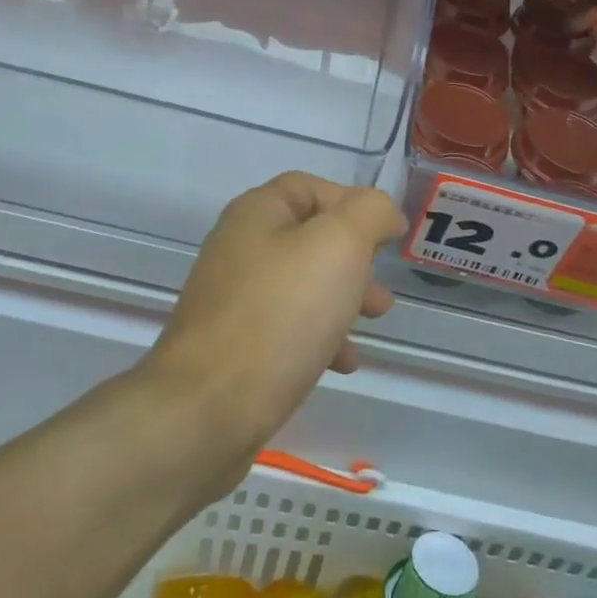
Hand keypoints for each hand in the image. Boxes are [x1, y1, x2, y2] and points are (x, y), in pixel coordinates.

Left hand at [149, 172, 403, 453]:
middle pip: (309, 237)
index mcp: (257, 213)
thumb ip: (368, 213)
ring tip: (374, 321)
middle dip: (355, 258)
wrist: (207, 410)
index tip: (388, 236)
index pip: (310, 187)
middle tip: (382, 286)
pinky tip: (342, 363)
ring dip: (343, 297)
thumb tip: (381, 211)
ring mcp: (232, 299)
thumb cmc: (281, 314)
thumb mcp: (339, 245)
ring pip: (302, 284)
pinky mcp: (232, 346)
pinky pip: (286, 327)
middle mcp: (239, 247)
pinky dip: (320, 336)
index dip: (353, 203)